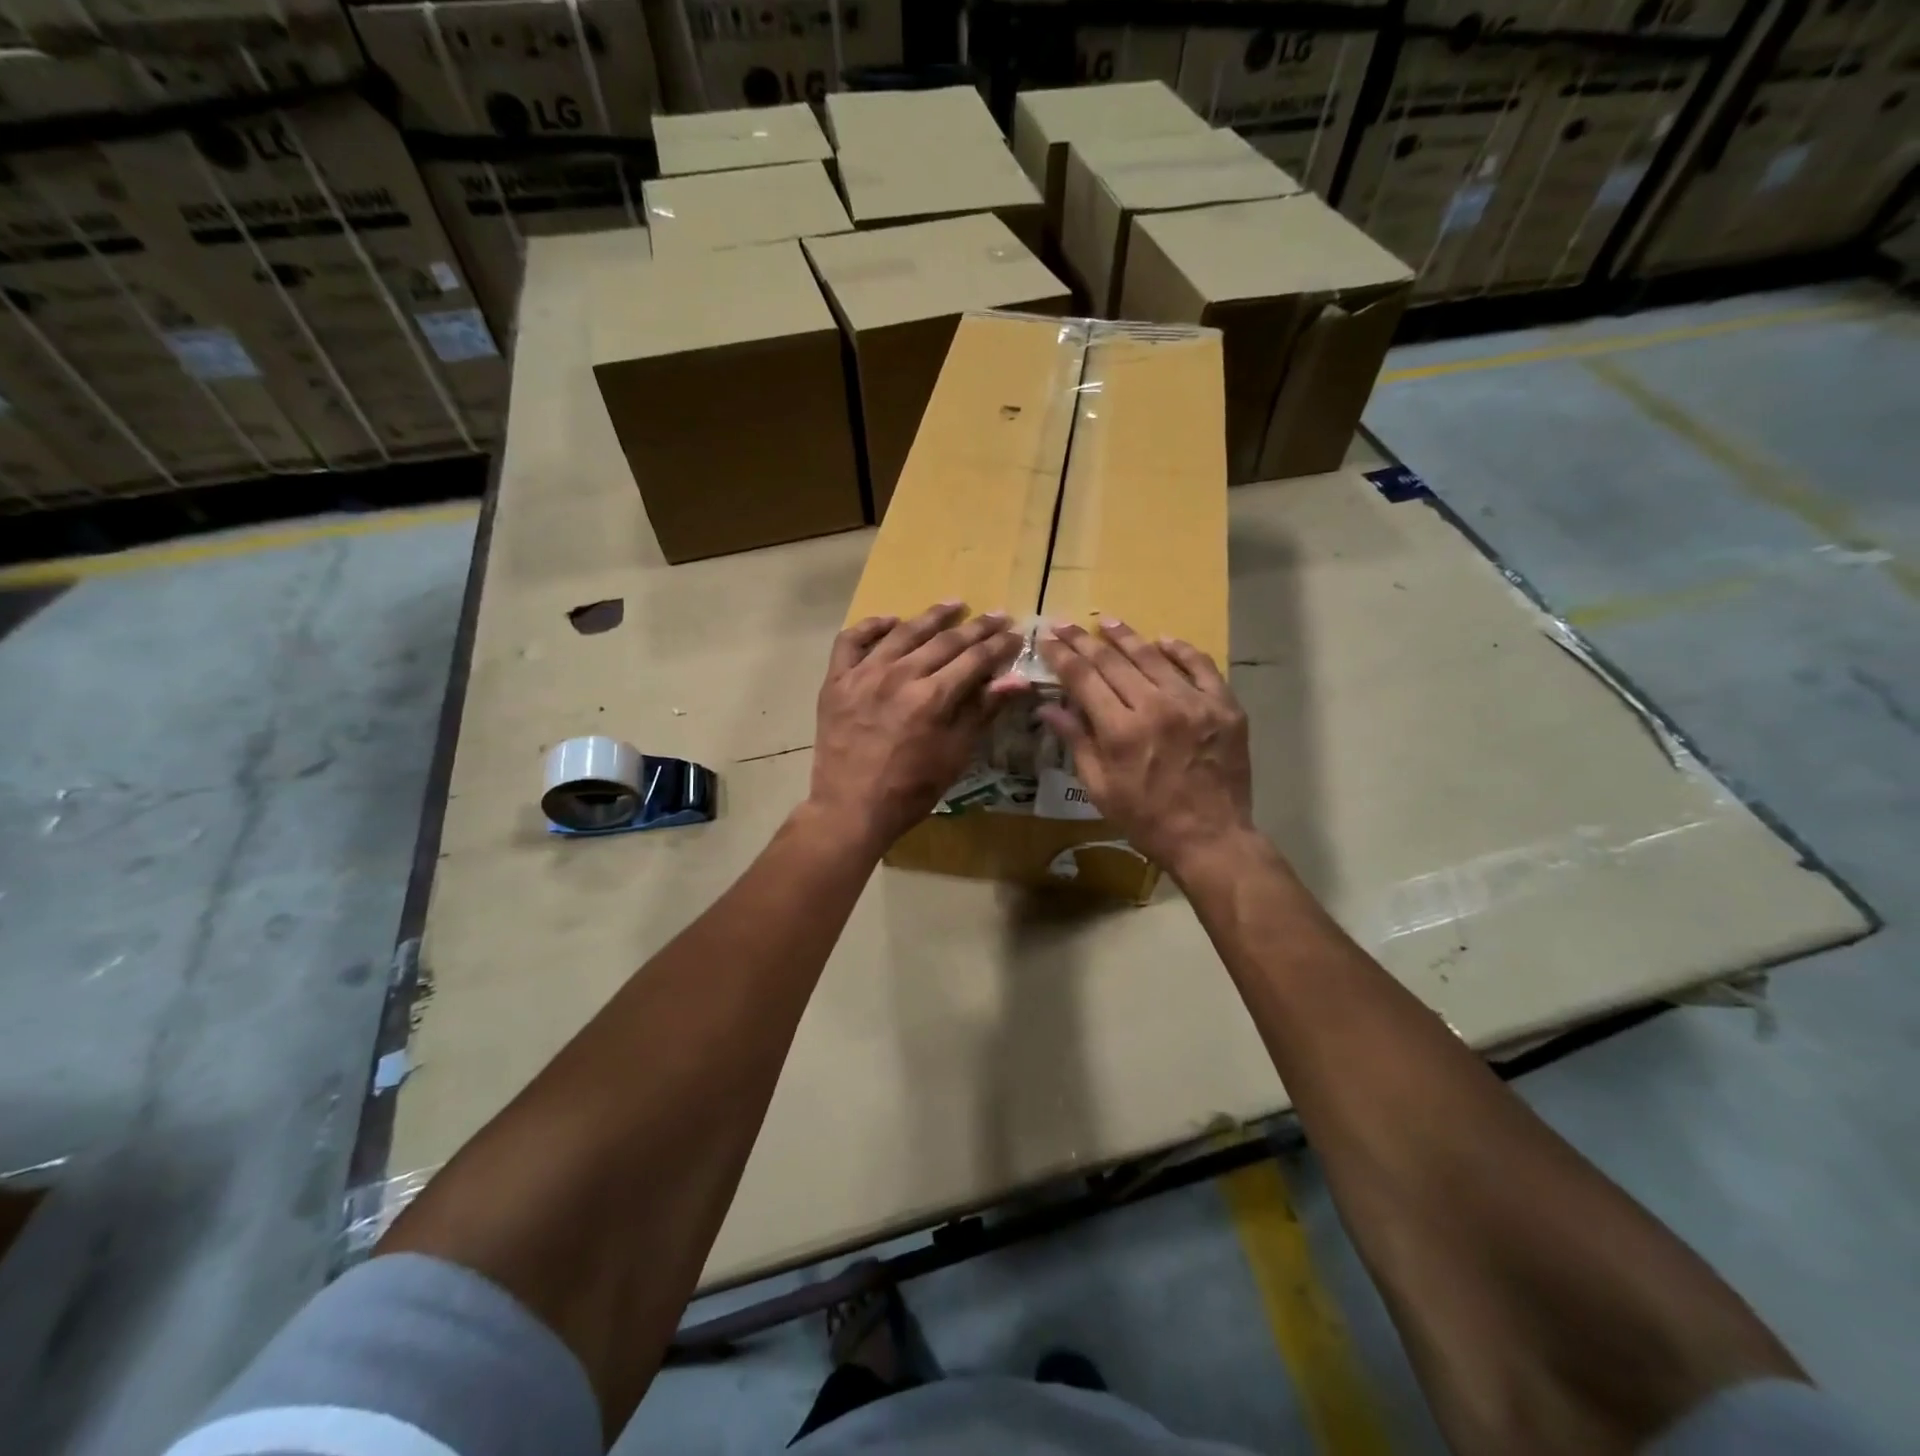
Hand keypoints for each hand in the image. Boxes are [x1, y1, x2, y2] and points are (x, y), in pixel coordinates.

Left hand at [808, 603, 1024, 855]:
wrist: (851, 808)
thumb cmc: (911, 789)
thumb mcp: (955, 755)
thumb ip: (982, 711)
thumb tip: (1017, 679)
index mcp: (932, 697)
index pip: (974, 659)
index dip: (998, 645)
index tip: (1015, 633)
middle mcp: (898, 676)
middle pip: (944, 641)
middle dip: (976, 628)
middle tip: (996, 615)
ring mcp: (863, 675)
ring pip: (903, 633)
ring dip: (931, 617)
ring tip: (954, 604)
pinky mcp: (836, 681)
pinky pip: (851, 641)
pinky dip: (871, 627)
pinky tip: (890, 622)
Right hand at [1036, 621, 1254, 880]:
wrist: (1211, 838)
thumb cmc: (1146, 819)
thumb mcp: (1100, 788)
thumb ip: (1076, 741)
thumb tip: (1048, 707)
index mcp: (1121, 731)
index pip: (1084, 679)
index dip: (1062, 656)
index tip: (1047, 639)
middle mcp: (1156, 707)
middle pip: (1113, 661)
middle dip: (1084, 641)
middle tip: (1065, 624)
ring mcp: (1194, 704)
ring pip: (1153, 657)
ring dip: (1126, 636)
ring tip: (1107, 621)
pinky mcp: (1224, 707)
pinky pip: (1201, 667)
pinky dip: (1180, 651)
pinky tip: (1163, 641)